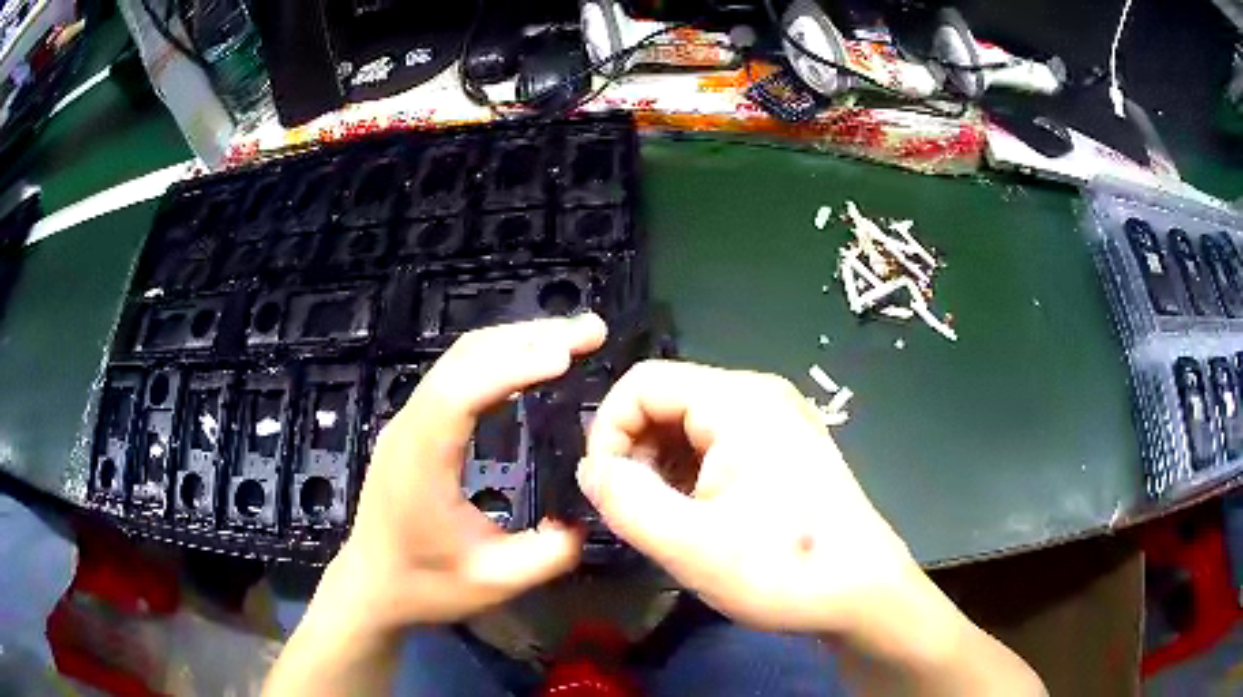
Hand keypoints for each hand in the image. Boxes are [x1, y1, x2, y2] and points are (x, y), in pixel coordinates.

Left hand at [320, 314, 606, 631]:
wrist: (371, 585)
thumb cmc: (425, 585)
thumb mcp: (495, 582)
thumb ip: (549, 553)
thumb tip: (589, 515)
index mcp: (421, 463)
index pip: (459, 394)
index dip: (512, 366)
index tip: (567, 355)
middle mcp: (409, 428)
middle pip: (464, 359)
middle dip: (529, 338)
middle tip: (590, 333)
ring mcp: (408, 421)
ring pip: (460, 359)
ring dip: (517, 341)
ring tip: (571, 339)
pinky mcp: (415, 424)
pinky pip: (457, 374)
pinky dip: (500, 357)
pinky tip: (531, 361)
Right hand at [577, 360, 923, 635]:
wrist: (863, 594)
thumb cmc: (781, 568)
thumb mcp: (687, 543)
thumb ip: (623, 499)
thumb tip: (592, 470)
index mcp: (738, 400)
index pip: (641, 383)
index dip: (607, 431)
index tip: (605, 488)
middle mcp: (759, 396)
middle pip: (667, 401)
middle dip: (636, 453)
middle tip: (636, 512)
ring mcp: (778, 421)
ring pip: (690, 427)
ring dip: (663, 469)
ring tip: (669, 521)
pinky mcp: (786, 448)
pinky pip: (718, 446)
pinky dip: (692, 476)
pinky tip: (701, 518)